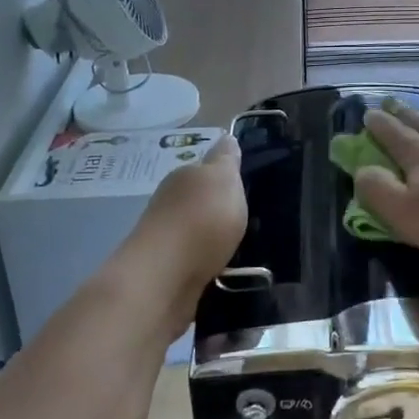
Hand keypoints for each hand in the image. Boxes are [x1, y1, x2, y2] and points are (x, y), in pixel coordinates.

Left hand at [127, 134, 246, 332]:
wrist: (163, 280)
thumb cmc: (200, 221)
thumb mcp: (223, 179)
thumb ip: (226, 160)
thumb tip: (226, 137)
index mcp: (184, 178)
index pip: (207, 169)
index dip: (227, 175)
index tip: (249, 185)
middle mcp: (171, 205)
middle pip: (202, 202)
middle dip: (223, 209)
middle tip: (255, 219)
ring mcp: (168, 241)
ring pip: (200, 234)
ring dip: (218, 240)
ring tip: (247, 248)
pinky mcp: (170, 274)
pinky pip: (199, 263)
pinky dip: (213, 265)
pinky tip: (230, 271)